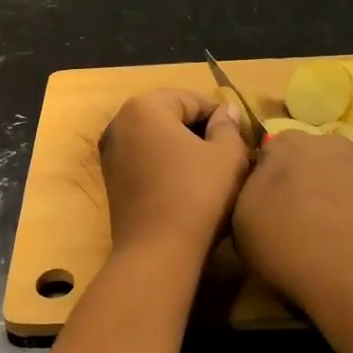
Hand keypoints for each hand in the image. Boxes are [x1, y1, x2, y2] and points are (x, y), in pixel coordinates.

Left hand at [99, 89, 250, 256]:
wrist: (156, 252)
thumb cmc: (197, 195)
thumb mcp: (227, 156)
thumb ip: (228, 126)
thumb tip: (225, 111)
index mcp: (144, 107)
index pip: (193, 100)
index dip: (221, 118)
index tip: (242, 140)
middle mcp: (119, 123)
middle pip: (171, 117)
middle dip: (200, 131)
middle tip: (229, 156)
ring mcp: (111, 152)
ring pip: (158, 140)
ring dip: (183, 149)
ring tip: (211, 172)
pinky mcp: (111, 180)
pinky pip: (145, 161)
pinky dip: (166, 166)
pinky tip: (187, 187)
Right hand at [232, 131, 352, 316]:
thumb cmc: (290, 243)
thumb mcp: (240, 220)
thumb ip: (247, 191)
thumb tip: (260, 184)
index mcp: (288, 142)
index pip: (267, 150)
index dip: (262, 179)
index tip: (259, 208)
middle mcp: (331, 144)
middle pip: (308, 161)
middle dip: (299, 184)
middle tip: (289, 222)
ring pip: (340, 181)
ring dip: (331, 201)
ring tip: (323, 242)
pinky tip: (352, 253)